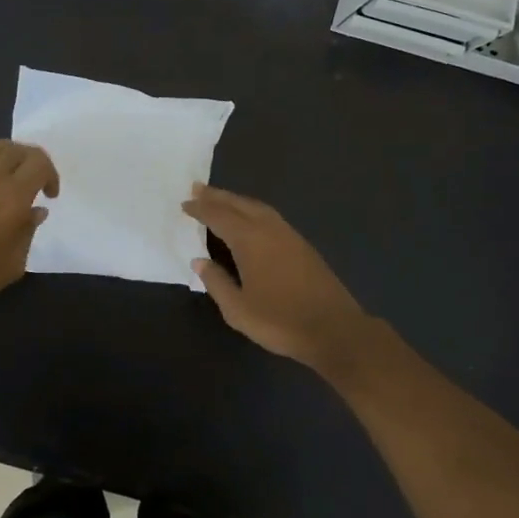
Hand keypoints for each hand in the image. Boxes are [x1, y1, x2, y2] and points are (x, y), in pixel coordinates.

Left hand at [0, 140, 58, 316]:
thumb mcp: (12, 264)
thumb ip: (28, 232)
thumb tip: (35, 211)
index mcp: (13, 194)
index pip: (40, 163)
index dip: (51, 174)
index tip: (49, 196)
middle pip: (17, 149)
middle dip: (31, 161)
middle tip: (33, 182)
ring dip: (6, 156)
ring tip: (7, 174)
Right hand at [182, 183, 372, 375]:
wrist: (334, 330)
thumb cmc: (280, 321)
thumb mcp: (238, 310)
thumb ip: (216, 283)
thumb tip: (200, 261)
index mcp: (250, 240)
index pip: (219, 217)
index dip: (201, 209)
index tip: (184, 204)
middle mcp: (269, 229)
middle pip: (239, 205)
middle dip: (217, 196)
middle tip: (198, 187)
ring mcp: (289, 235)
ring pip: (257, 208)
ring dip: (236, 201)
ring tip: (221, 199)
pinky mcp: (302, 245)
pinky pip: (270, 216)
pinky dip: (253, 210)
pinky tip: (250, 219)